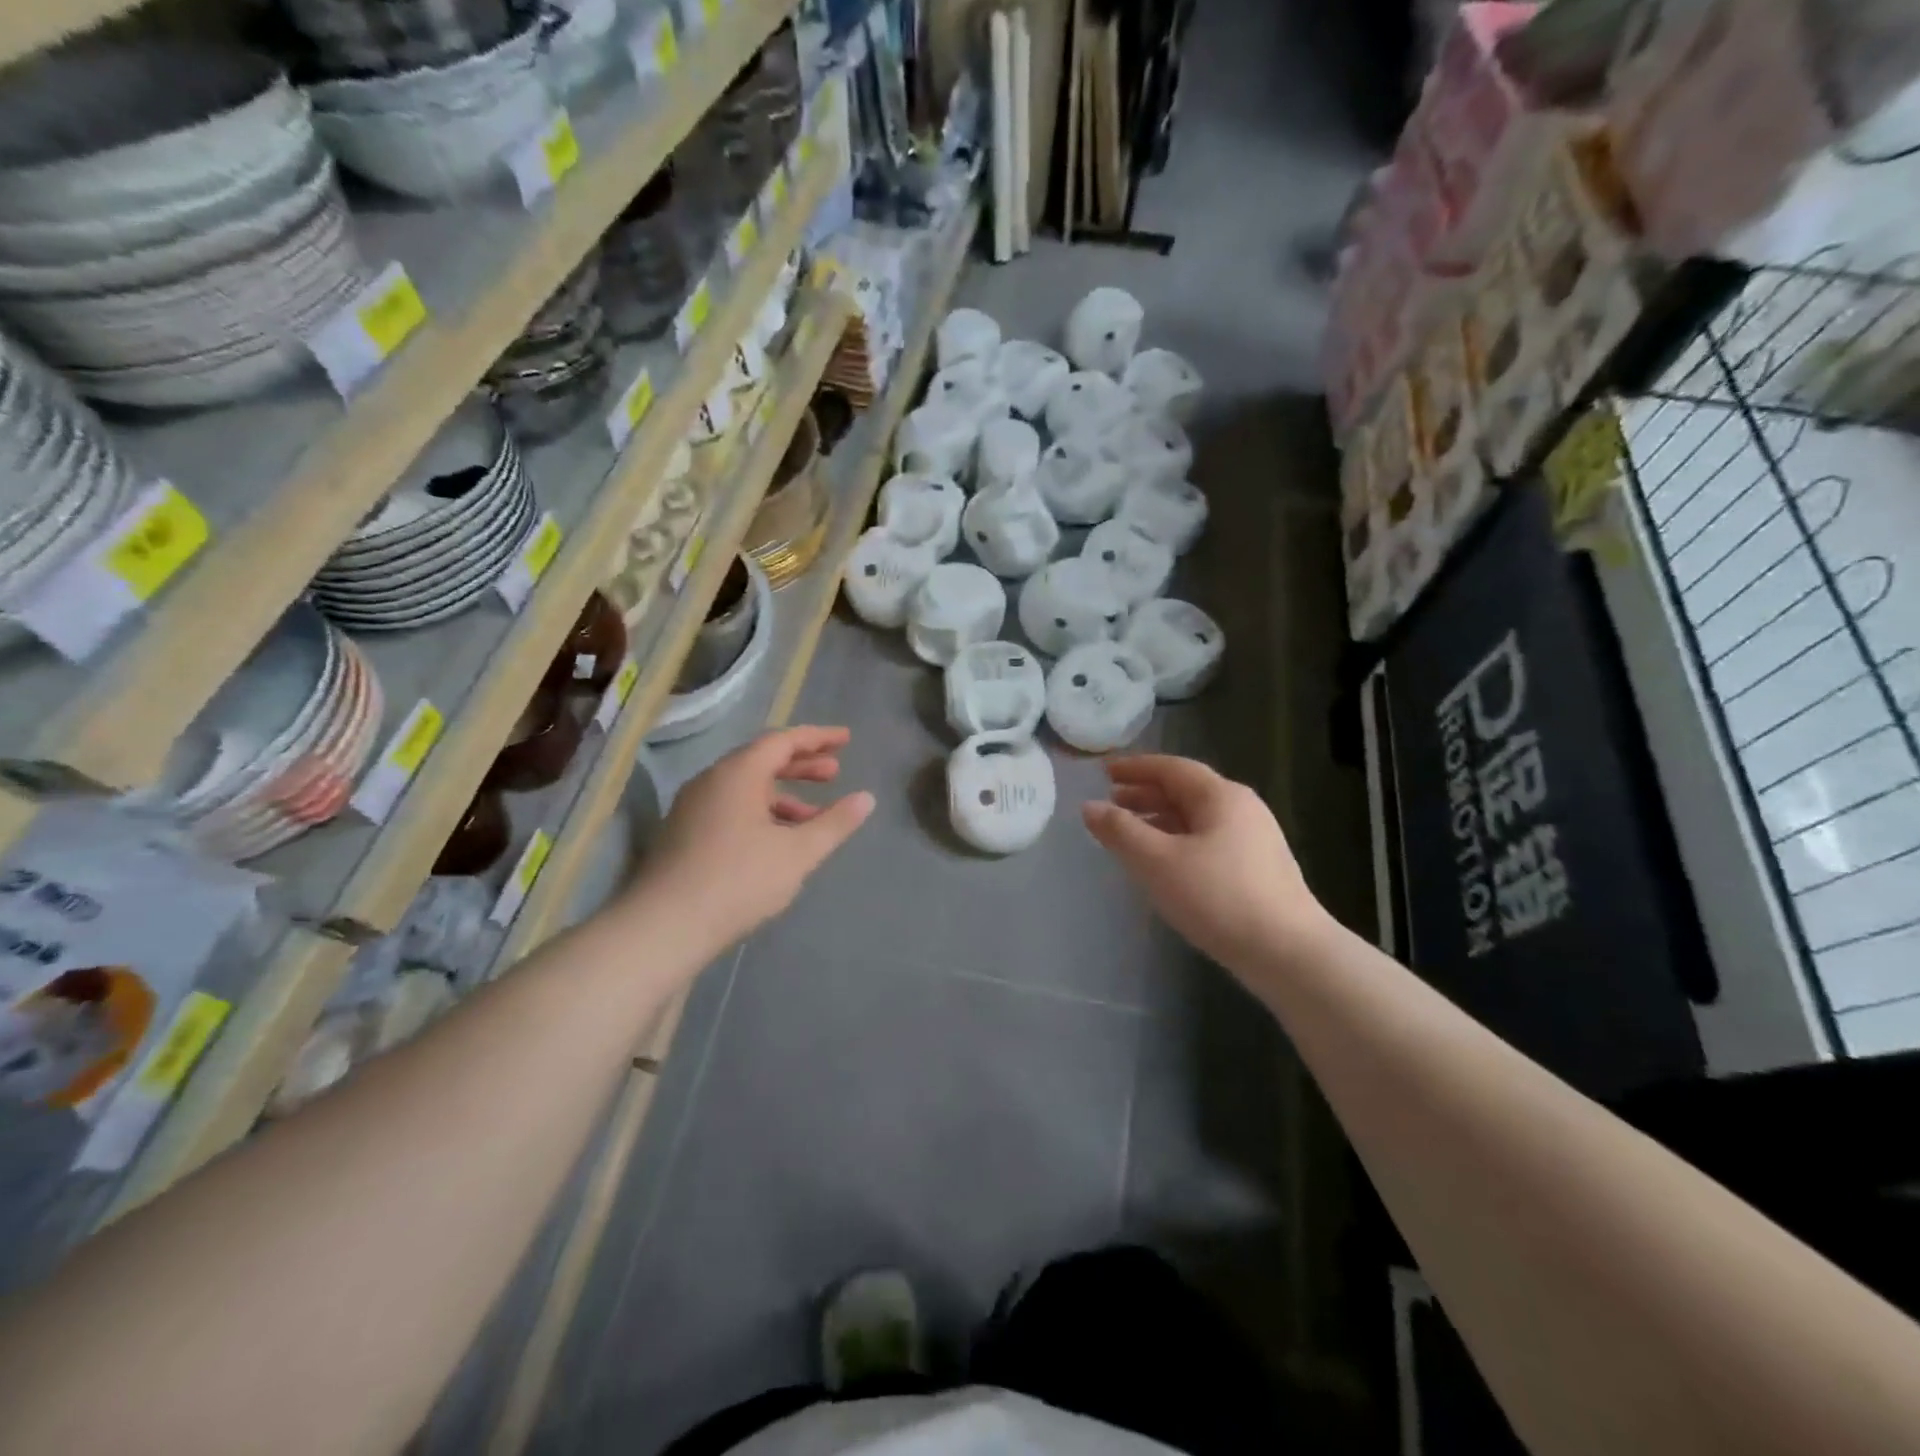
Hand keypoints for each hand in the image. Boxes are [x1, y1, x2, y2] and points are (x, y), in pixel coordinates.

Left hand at [635, 726, 872, 946]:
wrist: (664, 927)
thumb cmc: (738, 881)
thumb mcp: (798, 853)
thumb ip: (835, 823)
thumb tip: (866, 798)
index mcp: (738, 773)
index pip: (782, 740)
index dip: (817, 738)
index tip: (846, 739)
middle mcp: (712, 781)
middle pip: (762, 760)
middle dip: (801, 765)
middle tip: (834, 773)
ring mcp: (693, 808)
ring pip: (746, 789)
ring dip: (783, 796)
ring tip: (814, 817)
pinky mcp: (684, 834)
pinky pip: (731, 808)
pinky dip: (762, 814)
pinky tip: (778, 843)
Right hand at [1082, 755, 1330, 975]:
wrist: (1288, 953)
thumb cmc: (1218, 898)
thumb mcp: (1157, 862)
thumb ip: (1120, 831)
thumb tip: (1090, 807)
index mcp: (1221, 796)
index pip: (1171, 768)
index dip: (1135, 768)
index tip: (1104, 772)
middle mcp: (1242, 809)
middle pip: (1186, 791)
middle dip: (1145, 794)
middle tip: (1111, 801)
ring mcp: (1254, 839)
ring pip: (1197, 818)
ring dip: (1160, 819)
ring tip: (1130, 833)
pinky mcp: (1258, 869)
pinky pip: (1208, 840)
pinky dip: (1178, 840)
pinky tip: (1163, 863)